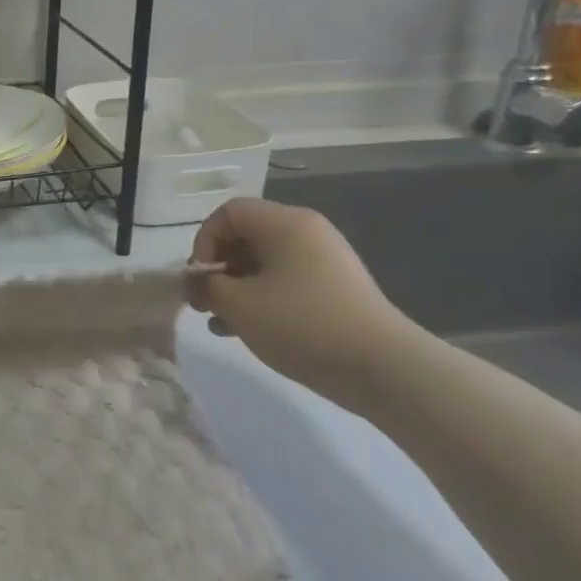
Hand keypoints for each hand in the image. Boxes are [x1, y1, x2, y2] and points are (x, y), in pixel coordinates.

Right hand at [187, 198, 419, 413]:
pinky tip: (248, 330)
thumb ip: (207, 285)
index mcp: (285, 223)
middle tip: (205, 302)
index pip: (229, 212)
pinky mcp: (335, 288)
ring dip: (237, 287)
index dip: (204, 240)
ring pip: (265, 262)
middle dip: (219, 267)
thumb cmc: (302, 324)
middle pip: (247, 235)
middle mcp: (307, 231)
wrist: (383, 368)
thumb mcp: (239, 305)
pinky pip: (286, 281)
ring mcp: (325, 260)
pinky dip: (262, 298)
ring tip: (222, 322)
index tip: (200, 278)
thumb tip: (196, 280)